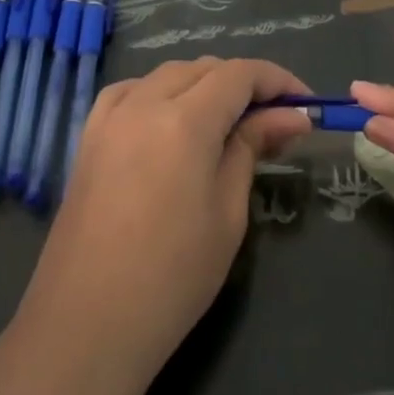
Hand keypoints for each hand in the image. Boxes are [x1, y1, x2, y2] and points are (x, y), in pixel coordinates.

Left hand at [20, 57, 311, 384]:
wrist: (87, 325)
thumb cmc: (173, 277)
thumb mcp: (228, 212)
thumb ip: (253, 149)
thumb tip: (292, 116)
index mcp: (184, 121)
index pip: (240, 75)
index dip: (279, 82)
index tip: (306, 106)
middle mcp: (143, 104)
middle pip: (203, 68)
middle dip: (245, 84)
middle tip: (275, 122)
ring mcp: (109, 120)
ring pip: (166, 75)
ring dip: (204, 84)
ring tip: (229, 121)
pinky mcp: (88, 141)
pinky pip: (129, 93)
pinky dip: (160, 92)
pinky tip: (171, 119)